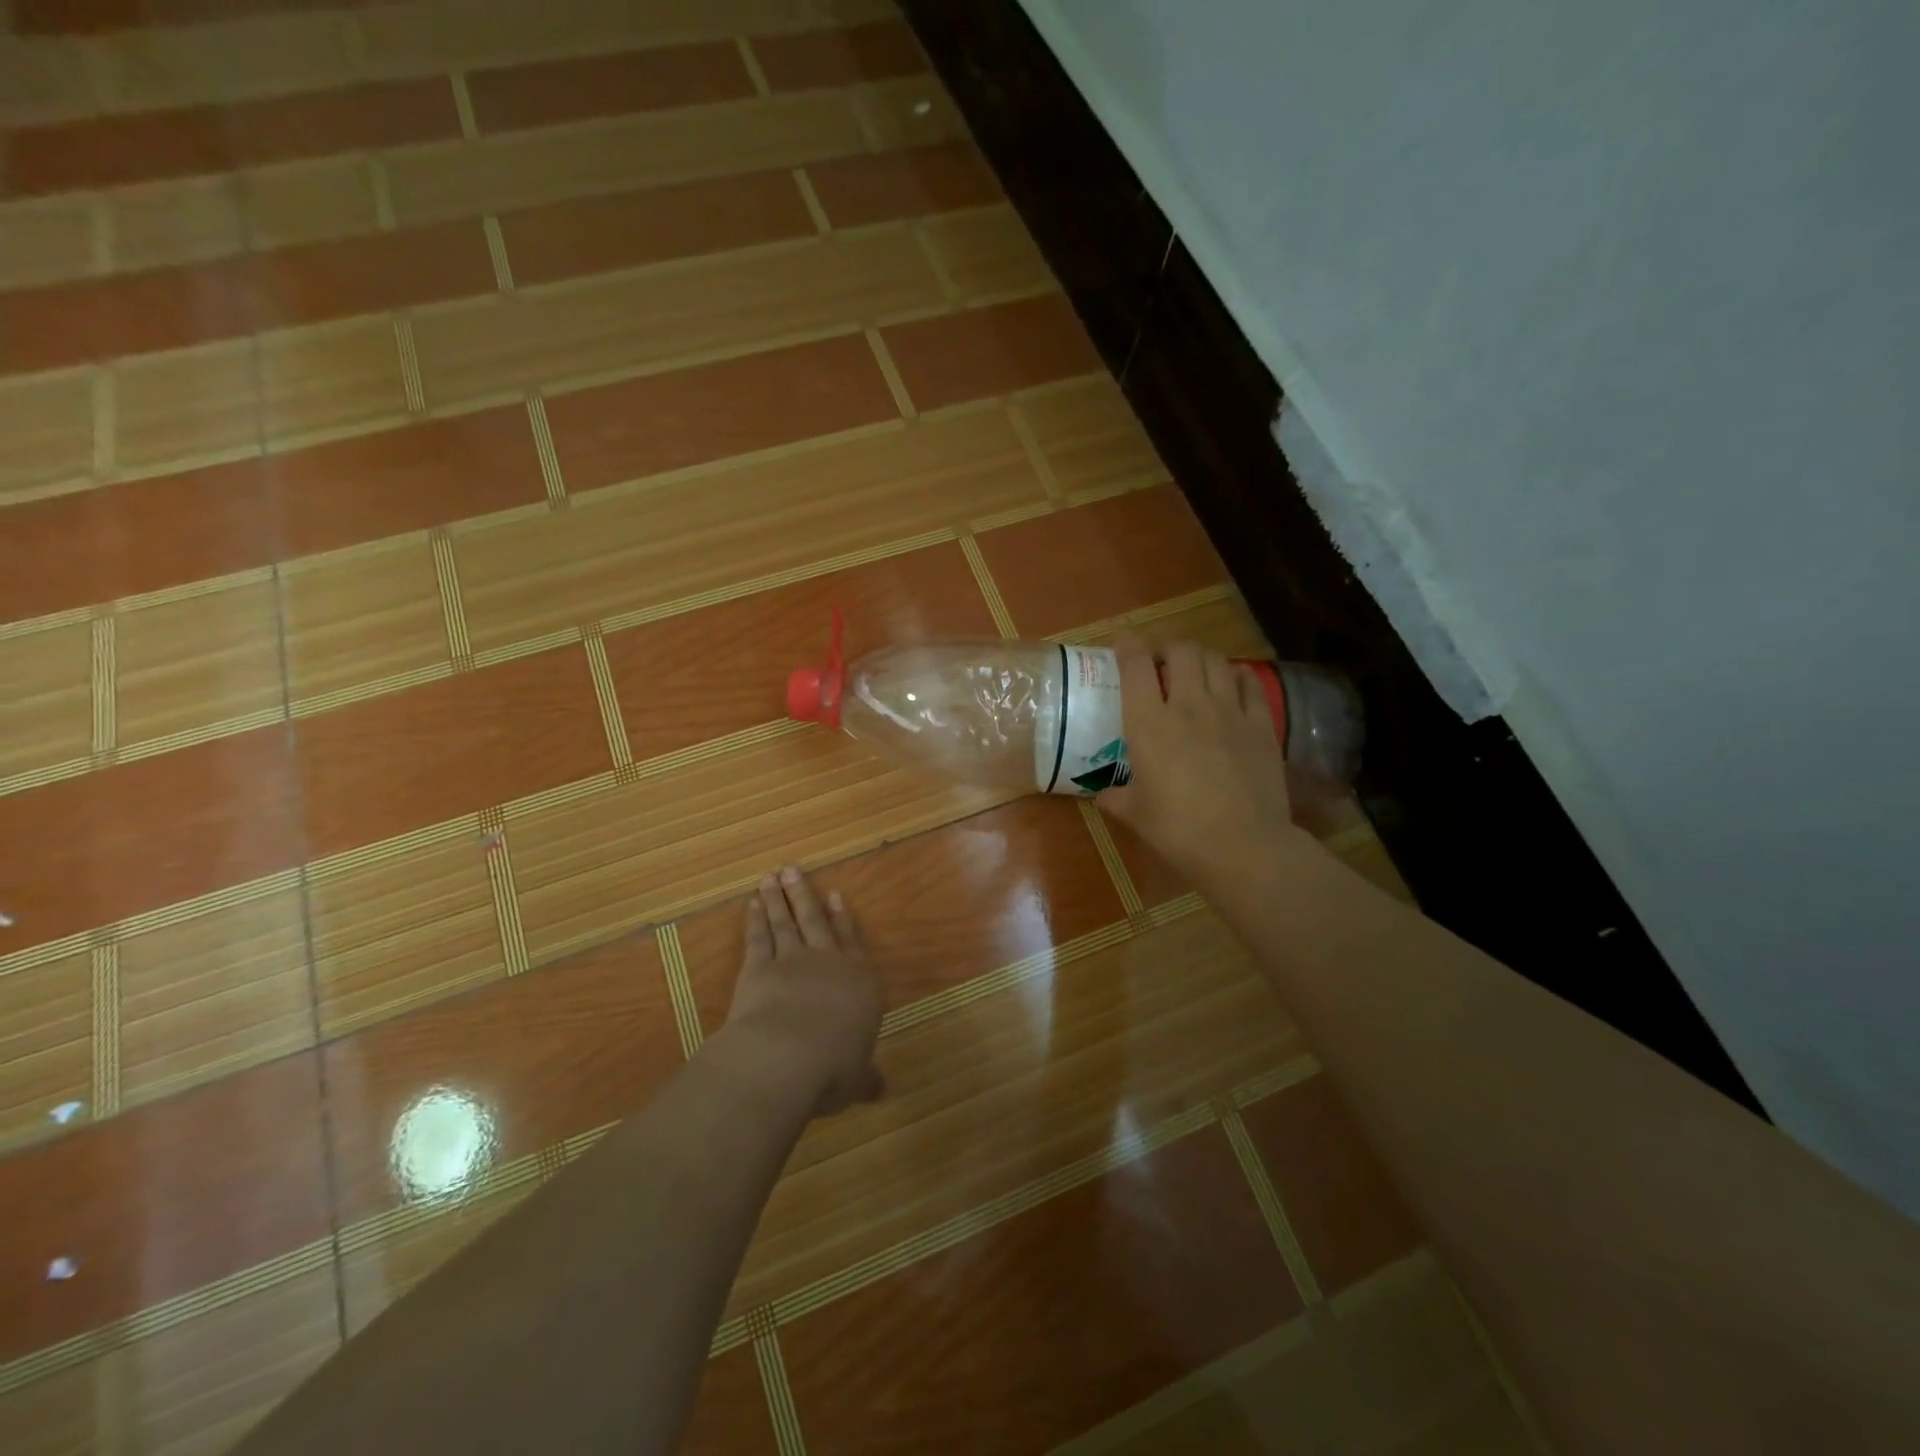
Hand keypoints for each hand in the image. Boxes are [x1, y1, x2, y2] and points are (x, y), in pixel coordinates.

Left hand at [723, 866, 883, 1117]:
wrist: (788, 1055)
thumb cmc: (834, 1067)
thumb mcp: (856, 1078)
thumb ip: (866, 1078)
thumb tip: (883, 1091)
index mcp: (859, 982)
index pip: (852, 943)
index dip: (844, 920)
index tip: (836, 896)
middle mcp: (828, 963)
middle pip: (816, 922)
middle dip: (805, 896)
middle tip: (794, 871)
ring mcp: (791, 961)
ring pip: (786, 923)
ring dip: (778, 900)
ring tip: (773, 877)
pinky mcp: (759, 969)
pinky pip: (759, 939)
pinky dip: (755, 921)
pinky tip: (752, 906)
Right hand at [1101, 635, 1304, 888]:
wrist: (1243, 844)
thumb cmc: (1178, 829)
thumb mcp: (1135, 814)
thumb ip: (1115, 797)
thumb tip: (1102, 795)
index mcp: (1149, 723)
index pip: (1135, 665)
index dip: (1127, 644)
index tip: (1121, 641)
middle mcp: (1189, 705)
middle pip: (1180, 650)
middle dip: (1166, 647)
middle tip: (1160, 660)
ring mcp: (1229, 711)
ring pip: (1215, 660)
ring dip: (1200, 658)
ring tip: (1194, 670)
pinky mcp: (1261, 724)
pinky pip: (1250, 683)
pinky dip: (1236, 676)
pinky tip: (1232, 684)